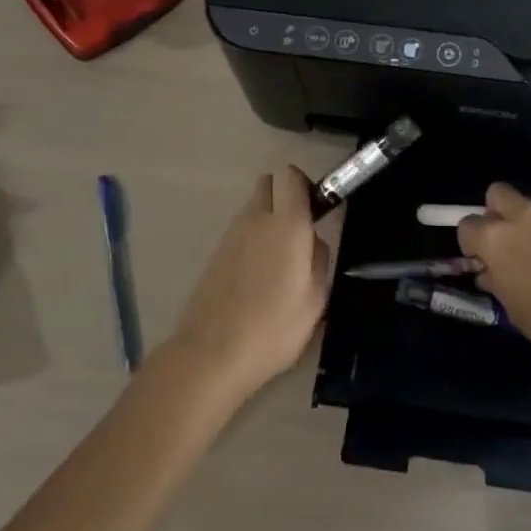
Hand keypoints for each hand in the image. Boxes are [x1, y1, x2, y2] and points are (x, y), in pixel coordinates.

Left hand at [166, 167, 331, 401]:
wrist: (211, 355)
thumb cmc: (273, 328)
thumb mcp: (316, 299)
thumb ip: (320, 259)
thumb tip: (312, 241)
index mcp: (286, 224)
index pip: (290, 175)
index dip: (305, 185)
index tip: (316, 210)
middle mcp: (255, 219)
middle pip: (268, 183)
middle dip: (285, 195)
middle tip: (300, 231)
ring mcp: (230, 235)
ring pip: (253, 208)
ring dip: (268, 220)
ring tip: (280, 264)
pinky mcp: (215, 254)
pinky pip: (241, 232)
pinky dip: (253, 241)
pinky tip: (258, 279)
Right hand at [457, 183, 530, 370]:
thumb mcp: (514, 309)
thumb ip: (498, 281)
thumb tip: (491, 271)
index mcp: (498, 239)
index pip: (468, 225)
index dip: (471, 243)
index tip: (481, 260)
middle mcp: (524, 217)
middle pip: (498, 193)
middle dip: (496, 213)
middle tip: (506, 242)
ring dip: (529, 223)